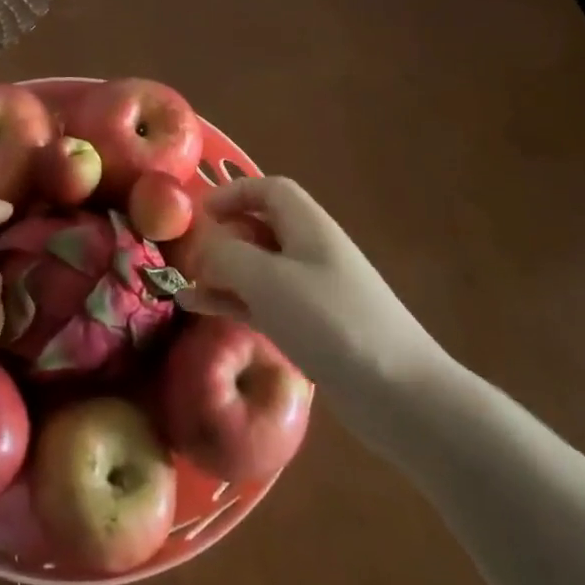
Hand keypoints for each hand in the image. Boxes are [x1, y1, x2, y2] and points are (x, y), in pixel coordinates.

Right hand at [177, 176, 450, 396]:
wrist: (400, 394)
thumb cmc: (331, 322)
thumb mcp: (268, 281)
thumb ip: (227, 255)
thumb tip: (204, 247)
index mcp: (308, 226)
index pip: (268, 189)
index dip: (232, 193)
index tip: (197, 213)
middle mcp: (311, 250)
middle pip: (261, 227)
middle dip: (222, 237)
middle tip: (187, 257)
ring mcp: (313, 290)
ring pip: (258, 268)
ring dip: (222, 272)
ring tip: (183, 286)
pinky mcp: (312, 327)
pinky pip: (264, 302)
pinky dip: (234, 301)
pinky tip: (203, 310)